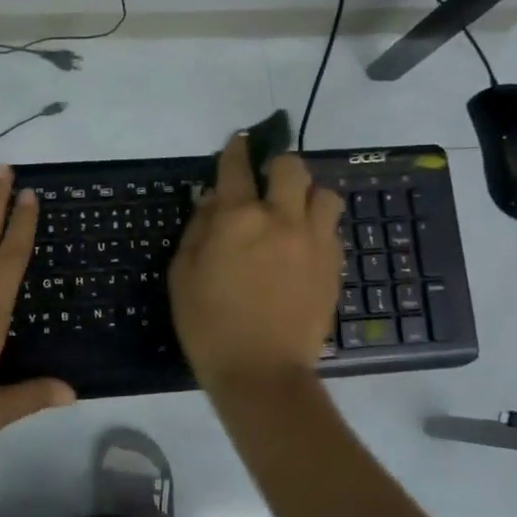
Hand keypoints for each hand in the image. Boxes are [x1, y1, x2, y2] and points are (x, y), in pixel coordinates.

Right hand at [169, 134, 342, 401]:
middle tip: (266, 182)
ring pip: (324, 193)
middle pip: (291, 166)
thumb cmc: (208, 325)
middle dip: (276, 165)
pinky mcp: (334, 265)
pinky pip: (332, 228)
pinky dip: (318, 226)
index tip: (237, 142)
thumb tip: (212, 201)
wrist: (262, 373)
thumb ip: (198, 229)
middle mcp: (281, 218)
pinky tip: (303, 245)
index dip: (235, 149)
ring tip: (293, 212)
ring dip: (307, 194)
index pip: (237, 167)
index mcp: (237, 218)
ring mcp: (314, 241)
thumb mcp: (182, 274)